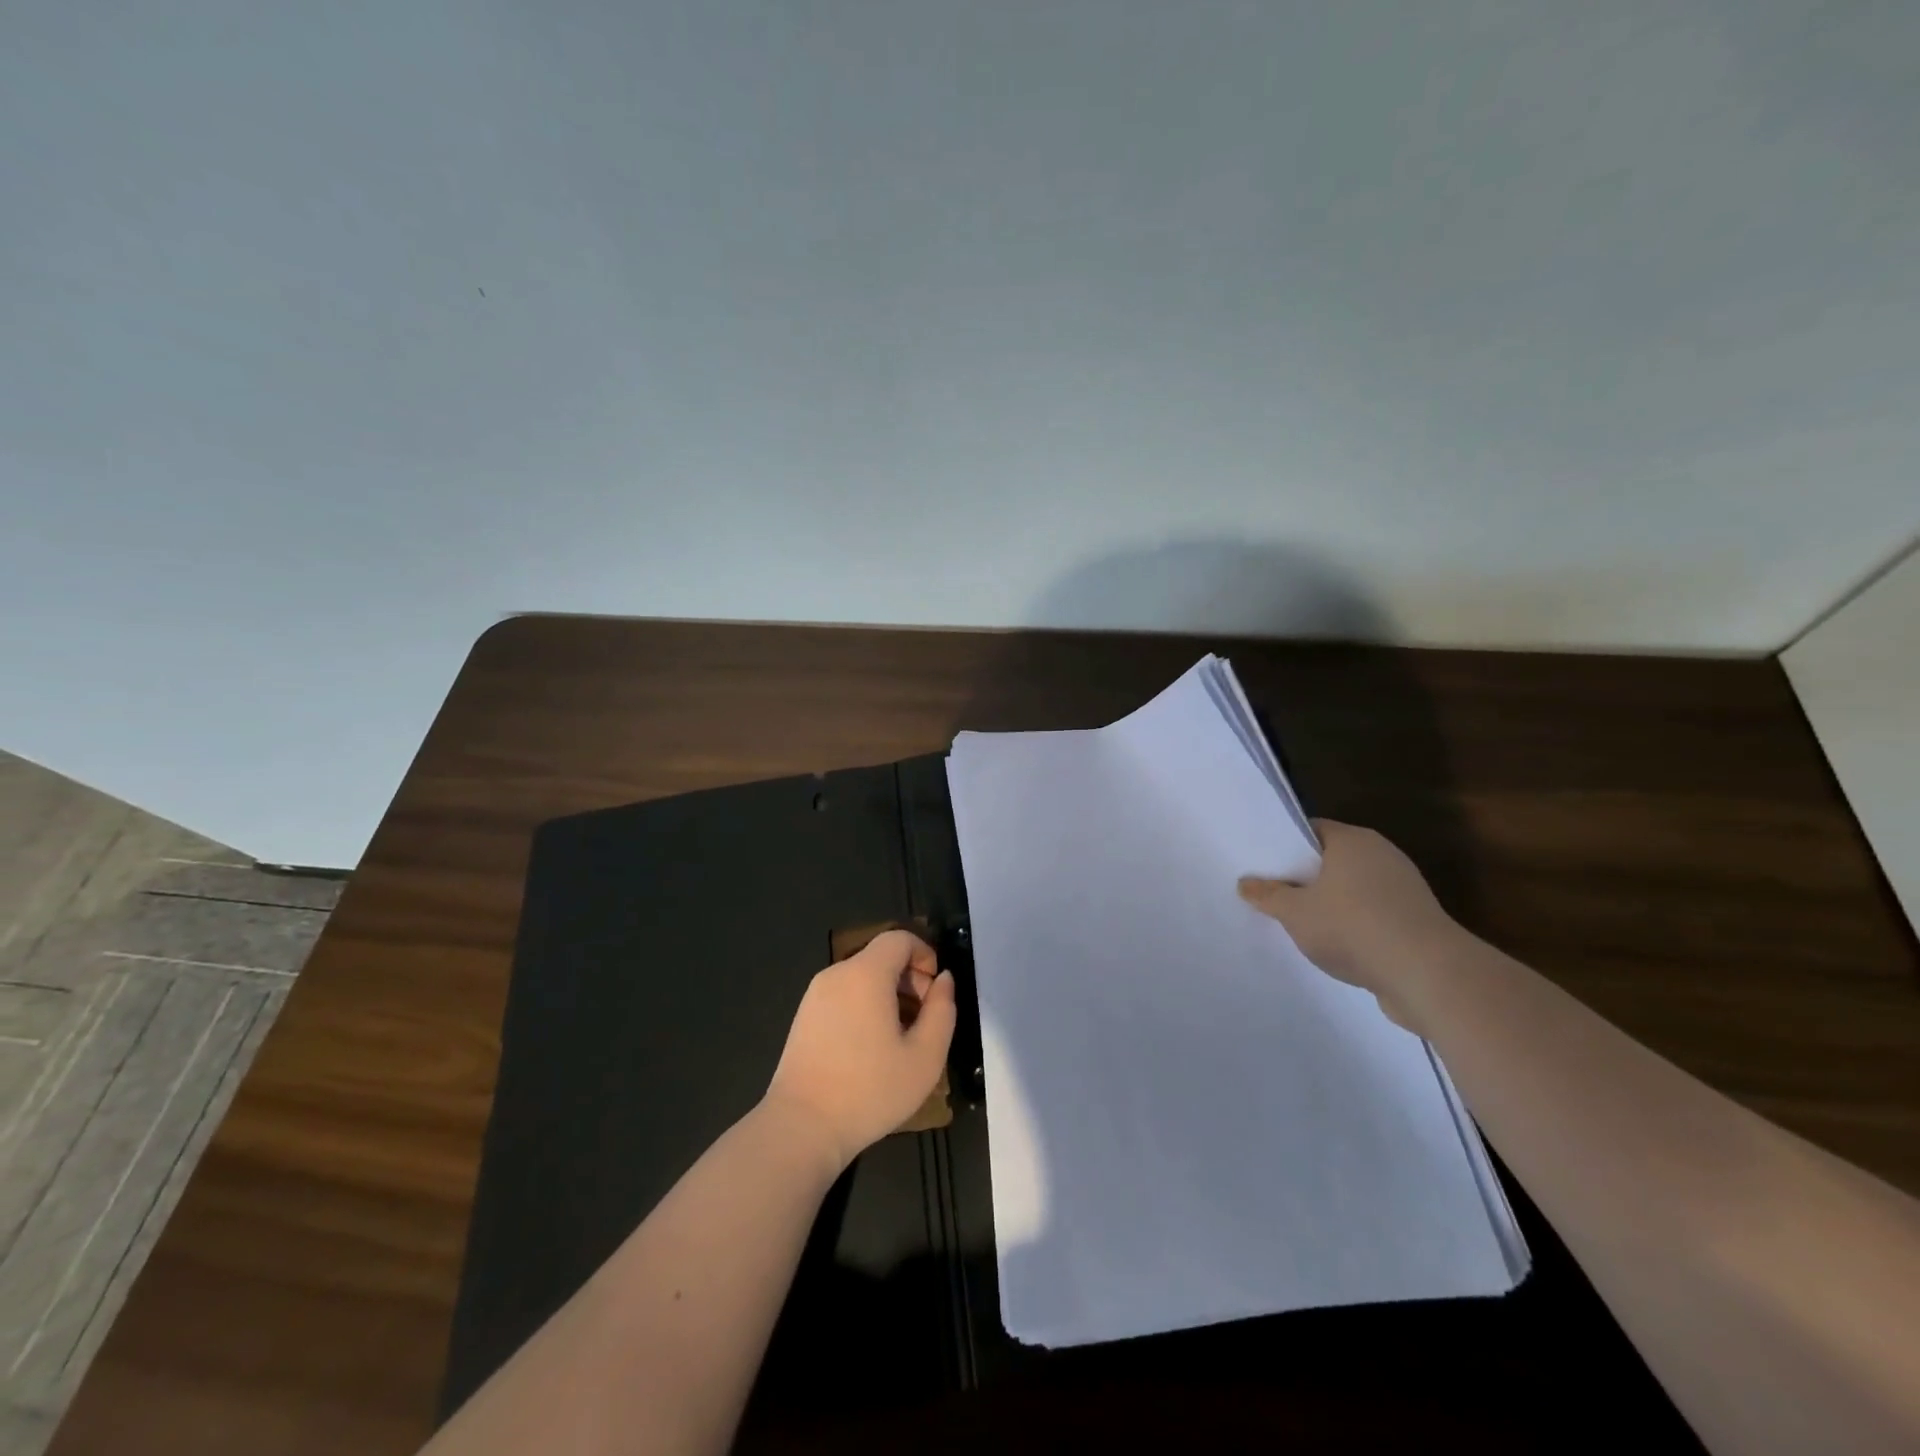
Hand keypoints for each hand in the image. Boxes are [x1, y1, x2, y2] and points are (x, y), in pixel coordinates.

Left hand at [764, 930, 956, 1168]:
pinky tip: (870, 1049)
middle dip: (909, 978)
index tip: (935, 991)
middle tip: (923, 1020)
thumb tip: (943, 980)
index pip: (899, 938)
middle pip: (881, 957)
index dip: (925, 954)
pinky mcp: (804, 1016)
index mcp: (866, 973)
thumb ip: (942, 1010)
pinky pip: (843, 995)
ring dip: (888, 995)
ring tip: (899, 1039)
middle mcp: (837, 973)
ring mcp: (815, 995)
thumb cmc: (870, 1090)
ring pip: (862, 977)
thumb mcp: (926, 1056)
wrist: (801, 1127)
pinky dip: (864, 1006)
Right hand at [1238, 820, 1465, 1031]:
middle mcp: (1382, 855)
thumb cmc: (1353, 927)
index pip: (1312, 830)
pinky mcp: (1417, 922)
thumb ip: (1268, 896)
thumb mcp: (1295, 912)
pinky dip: (1354, 927)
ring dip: (1330, 905)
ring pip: (1353, 890)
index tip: (1263, 864)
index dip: (1285, 845)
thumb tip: (1246, 884)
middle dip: (1305, 878)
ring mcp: (1404, 889)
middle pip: (1333, 860)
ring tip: (1299, 925)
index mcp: (1353, 840)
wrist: (1428, 976)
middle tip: (1273, 894)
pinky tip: (1334, 948)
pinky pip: (1373, 916)